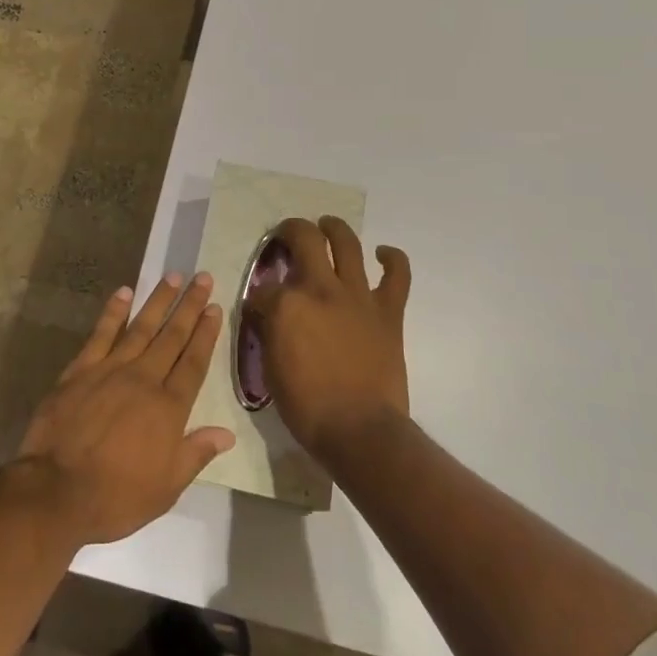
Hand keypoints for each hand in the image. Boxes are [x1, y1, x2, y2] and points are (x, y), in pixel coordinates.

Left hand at [13, 275, 235, 545]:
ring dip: (158, 300)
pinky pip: (101, 334)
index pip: (193, 362)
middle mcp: (144, 379)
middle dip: (189, 306)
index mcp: (168, 407)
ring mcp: (110, 370)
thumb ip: (196, 453)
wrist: (55, 492)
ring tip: (173, 276)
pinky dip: (113, 312)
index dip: (206, 334)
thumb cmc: (116, 496)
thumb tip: (227, 433)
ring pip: (141, 327)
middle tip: (203, 278)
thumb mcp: (166, 487)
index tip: (215, 308)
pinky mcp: (80, 370)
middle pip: (172, 336)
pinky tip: (123, 292)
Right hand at [246, 216, 412, 463]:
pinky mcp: (387, 310)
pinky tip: (383, 253)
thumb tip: (267, 315)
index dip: (258, 296)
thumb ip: (269, 333)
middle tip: (286, 235)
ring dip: (334, 228)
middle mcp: (320, 288)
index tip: (259, 307)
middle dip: (290, 230)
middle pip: (304, 239)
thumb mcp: (271, 370)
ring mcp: (357, 295)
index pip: (264, 287)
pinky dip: (392, 259)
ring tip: (327, 224)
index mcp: (286, 304)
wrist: (360, 430)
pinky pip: (397, 275)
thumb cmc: (307, 408)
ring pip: (347, 243)